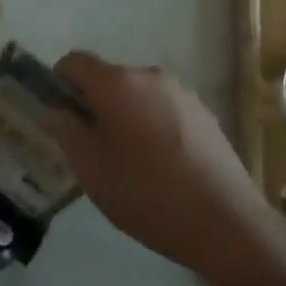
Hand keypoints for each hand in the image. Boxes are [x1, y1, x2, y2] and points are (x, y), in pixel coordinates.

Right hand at [47, 52, 285, 285]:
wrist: (226, 224)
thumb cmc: (146, 194)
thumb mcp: (90, 168)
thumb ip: (65, 130)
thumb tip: (58, 110)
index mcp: (116, 83)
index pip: (74, 61)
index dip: (58, 83)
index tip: (59, 118)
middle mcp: (149, 76)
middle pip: (107, 79)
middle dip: (92, 105)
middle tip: (90, 149)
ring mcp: (181, 93)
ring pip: (136, 96)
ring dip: (123, 117)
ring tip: (127, 163)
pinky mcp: (204, 114)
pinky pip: (162, 110)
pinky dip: (151, 127)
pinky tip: (160, 167)